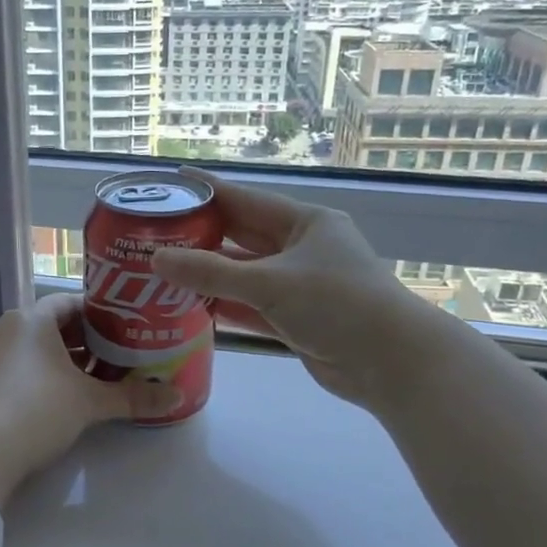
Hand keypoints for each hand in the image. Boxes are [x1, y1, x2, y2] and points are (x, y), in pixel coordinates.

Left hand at [0, 294, 175, 505]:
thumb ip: (133, 397)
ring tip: (93, 381)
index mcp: (30, 318)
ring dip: (62, 362)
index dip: (100, 315)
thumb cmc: (38, 411)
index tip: (125, 330)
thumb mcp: (90, 403)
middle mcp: (5, 329)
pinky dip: (39, 378)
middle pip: (52, 326)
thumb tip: (176, 396)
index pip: (71, 303)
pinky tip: (58, 401)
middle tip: (116, 358)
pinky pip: (16, 369)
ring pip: (33, 350)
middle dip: (84, 342)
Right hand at [150, 176, 433, 410]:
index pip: (246, 200)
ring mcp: (299, 285)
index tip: (171, 184)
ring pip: (244, 275)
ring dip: (209, 276)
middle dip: (201, 236)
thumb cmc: (337, 304)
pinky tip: (190, 305)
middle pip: (242, 237)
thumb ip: (211, 273)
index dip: (208, 191)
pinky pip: (251, 305)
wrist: (391, 362)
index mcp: (306, 223)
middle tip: (156, 233)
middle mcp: (302, 249)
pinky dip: (224, 305)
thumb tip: (157, 259)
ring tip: (162, 272)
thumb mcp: (270, 283)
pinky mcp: (296, 319)